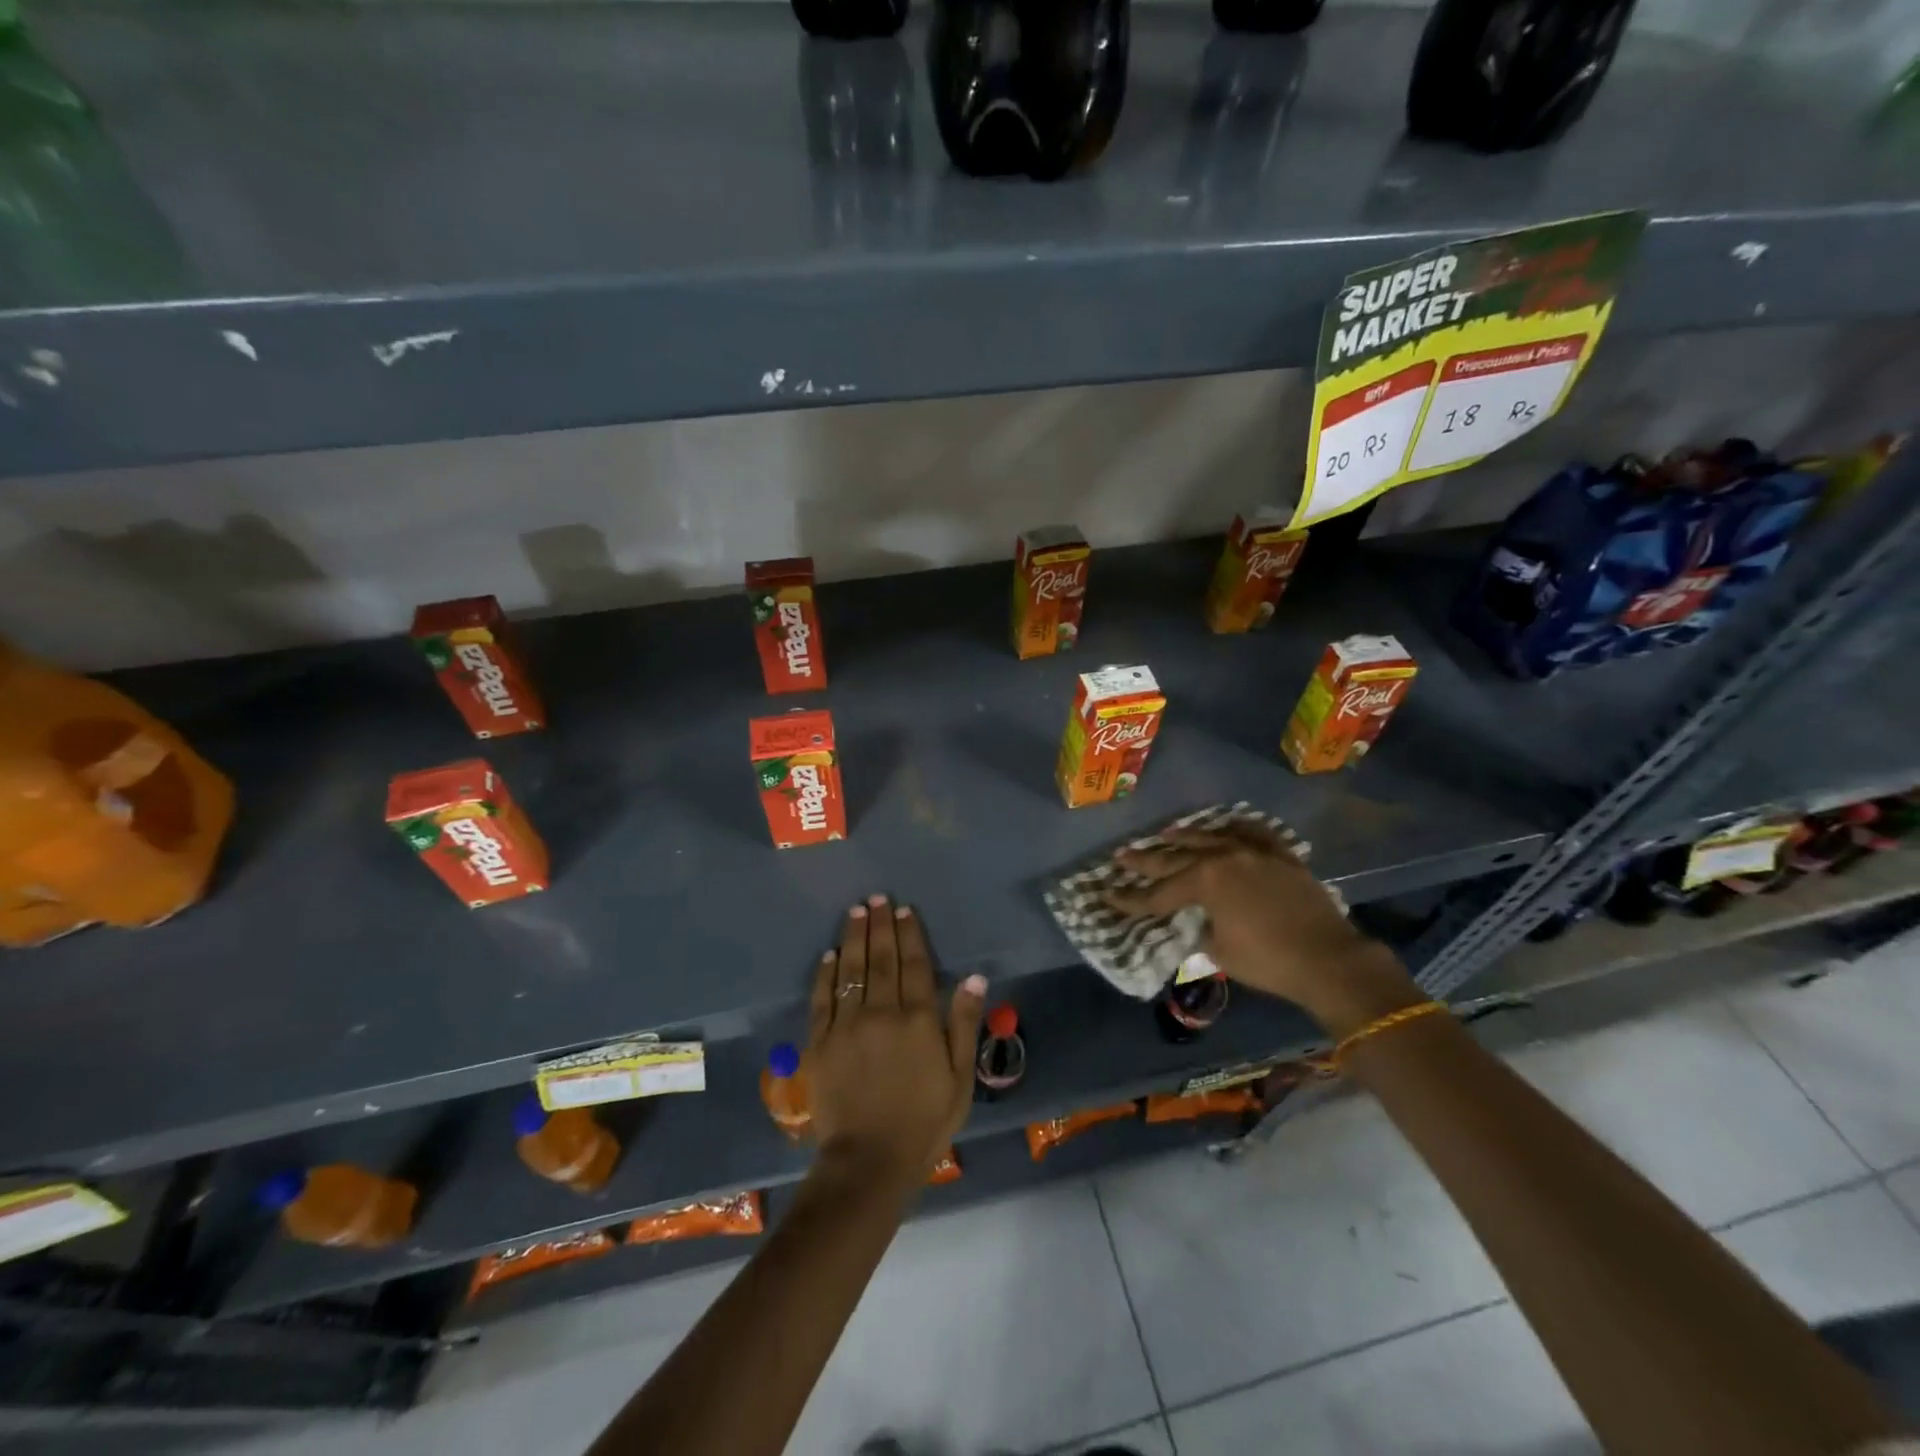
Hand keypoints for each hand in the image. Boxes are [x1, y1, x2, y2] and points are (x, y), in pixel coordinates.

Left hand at [807, 895, 986, 1188]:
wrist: (869, 1162)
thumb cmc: (924, 1122)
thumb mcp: (959, 1078)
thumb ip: (964, 1023)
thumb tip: (974, 977)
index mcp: (917, 1020)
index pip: (913, 965)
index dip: (910, 935)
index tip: (905, 910)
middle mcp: (881, 1013)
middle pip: (881, 959)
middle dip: (880, 925)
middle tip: (877, 897)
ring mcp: (846, 1026)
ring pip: (851, 970)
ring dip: (854, 938)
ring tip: (856, 910)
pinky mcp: (820, 1043)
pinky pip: (822, 999)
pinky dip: (826, 974)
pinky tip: (830, 954)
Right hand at [1105, 821, 1421, 1036]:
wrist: (1330, 960)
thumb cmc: (1268, 960)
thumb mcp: (1220, 951)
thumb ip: (1201, 928)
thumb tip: (1199, 920)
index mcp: (1205, 881)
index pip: (1158, 892)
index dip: (1132, 898)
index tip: (1108, 895)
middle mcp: (1224, 857)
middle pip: (1176, 857)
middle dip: (1146, 860)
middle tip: (1121, 855)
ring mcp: (1254, 852)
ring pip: (1211, 837)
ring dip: (1185, 836)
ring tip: (1164, 834)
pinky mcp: (1281, 855)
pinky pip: (1252, 833)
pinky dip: (1235, 828)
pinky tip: (1225, 826)